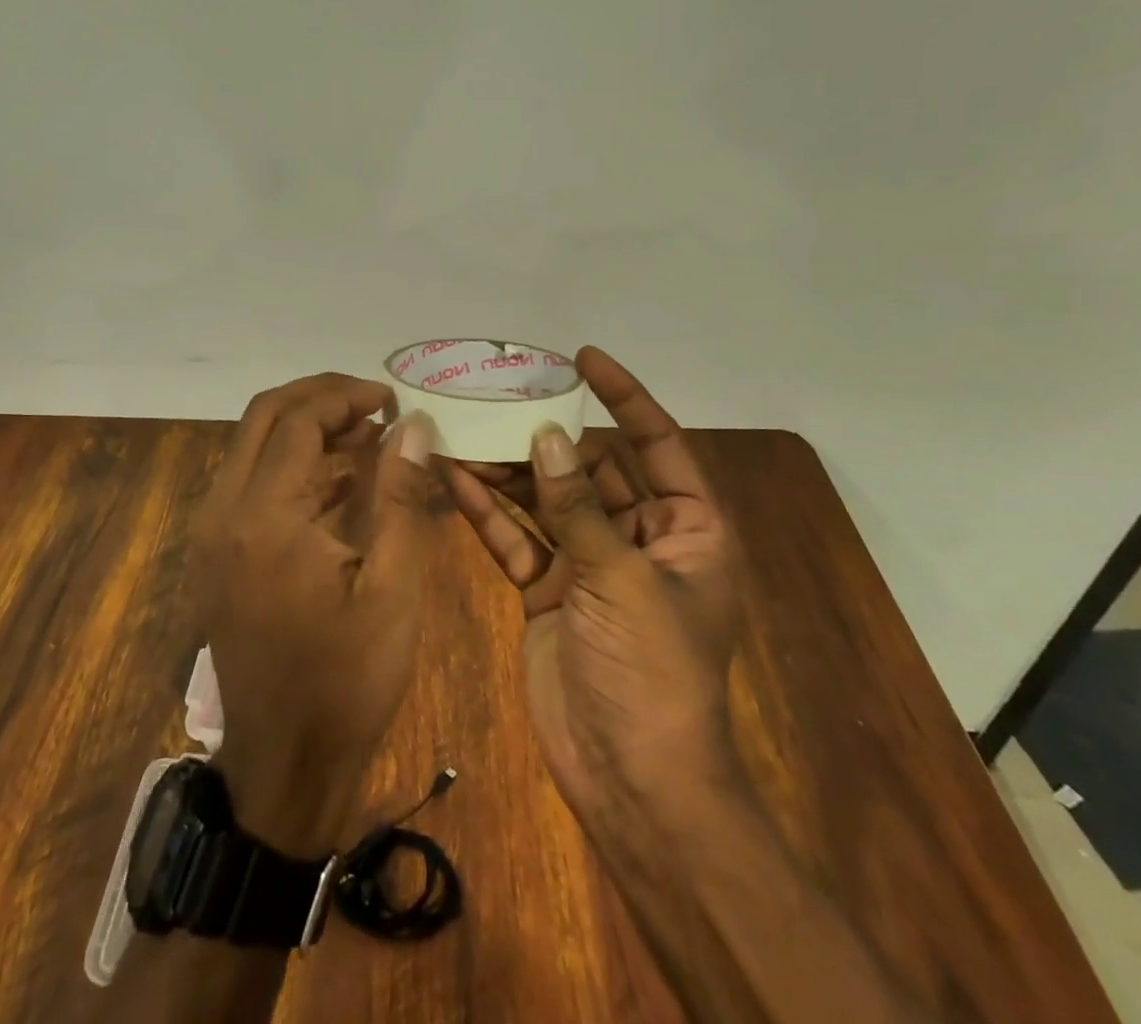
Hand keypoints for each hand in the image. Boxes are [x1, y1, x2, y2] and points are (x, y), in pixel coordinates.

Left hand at [188, 374, 439, 856]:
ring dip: (307, 428)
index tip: (395, 400)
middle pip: (264, 416)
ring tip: (369, 434)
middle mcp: (223, 510)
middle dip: (321, 398)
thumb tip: (414, 424)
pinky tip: (342, 478)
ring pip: (252, 444)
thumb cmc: (347, 681)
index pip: (299, 420)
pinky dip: (292, 464)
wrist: (284, 765)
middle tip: (377, 405)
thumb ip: (401, 495)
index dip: (348, 396)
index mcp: (264, 517)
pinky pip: (250, 480)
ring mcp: (212, 530)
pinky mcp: (216, 550)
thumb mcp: (394, 588)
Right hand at [444, 347, 742, 838]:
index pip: (657, 444)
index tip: (584, 359)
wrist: (630, 779)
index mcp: (687, 529)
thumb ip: (578, 507)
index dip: (625, 397)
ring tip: (465, 430)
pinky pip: (516, 538)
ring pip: (545, 500)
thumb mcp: (621, 580)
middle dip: (547, 434)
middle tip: (501, 394)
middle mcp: (638, 537)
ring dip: (508, 469)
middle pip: (589, 468)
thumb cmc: (652, 672)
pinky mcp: (548, 589)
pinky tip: (453, 478)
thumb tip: (549, 436)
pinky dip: (488, 512)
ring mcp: (589, 564)